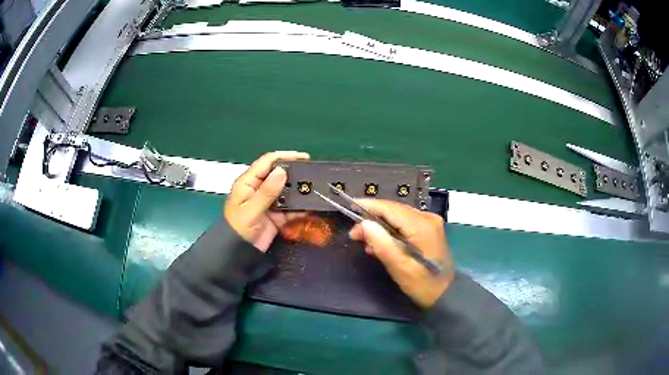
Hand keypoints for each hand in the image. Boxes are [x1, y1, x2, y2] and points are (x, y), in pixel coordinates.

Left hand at [224, 151, 309, 251]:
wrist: (239, 253)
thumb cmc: (238, 228)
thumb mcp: (251, 210)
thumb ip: (266, 192)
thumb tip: (282, 171)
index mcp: (249, 182)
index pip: (267, 162)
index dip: (285, 156)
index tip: (303, 157)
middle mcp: (260, 189)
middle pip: (280, 175)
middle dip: (295, 173)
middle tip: (313, 173)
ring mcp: (270, 202)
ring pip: (287, 191)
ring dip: (300, 190)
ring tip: (316, 188)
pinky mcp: (277, 215)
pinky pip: (291, 208)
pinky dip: (301, 207)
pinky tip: (311, 206)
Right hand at [349, 200, 454, 307]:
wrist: (447, 293)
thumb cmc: (423, 285)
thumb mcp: (400, 268)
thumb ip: (382, 245)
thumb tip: (364, 224)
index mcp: (422, 225)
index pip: (390, 208)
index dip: (369, 206)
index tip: (349, 208)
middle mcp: (427, 218)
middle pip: (394, 210)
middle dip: (372, 219)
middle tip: (355, 235)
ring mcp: (430, 223)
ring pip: (398, 216)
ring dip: (380, 226)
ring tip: (365, 242)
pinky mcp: (428, 230)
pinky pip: (404, 224)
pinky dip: (390, 231)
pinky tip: (380, 244)